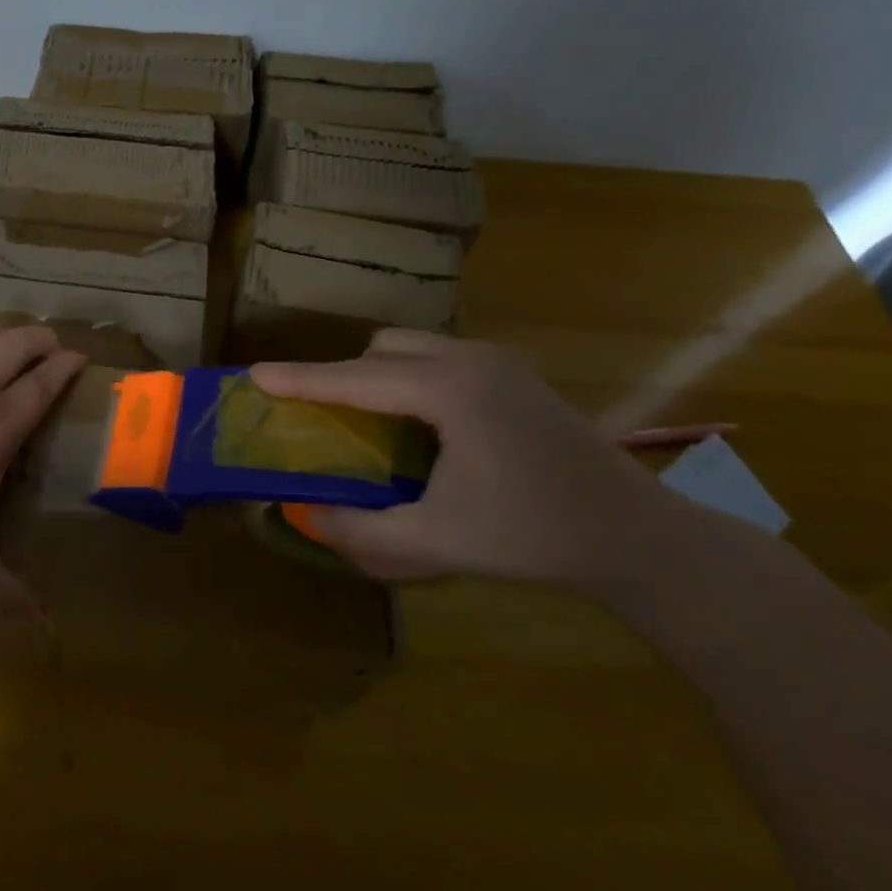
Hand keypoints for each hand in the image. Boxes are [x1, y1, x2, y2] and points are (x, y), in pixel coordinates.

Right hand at [252, 330, 697, 591]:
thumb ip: (363, 529)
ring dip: (376, 376)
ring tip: (363, 423)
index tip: (255, 374)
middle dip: (342, 376)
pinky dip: (408, 380)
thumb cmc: (534, 536)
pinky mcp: (513, 374)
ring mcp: (498, 362)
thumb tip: (306, 517)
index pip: (357, 378)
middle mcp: (471, 359)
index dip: (302, 379)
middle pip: (382, 350)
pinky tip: (415, 426)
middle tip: (317, 417)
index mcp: (451, 390)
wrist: (636, 537)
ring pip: (412, 349)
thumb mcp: (438, 541)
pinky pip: (438, 360)